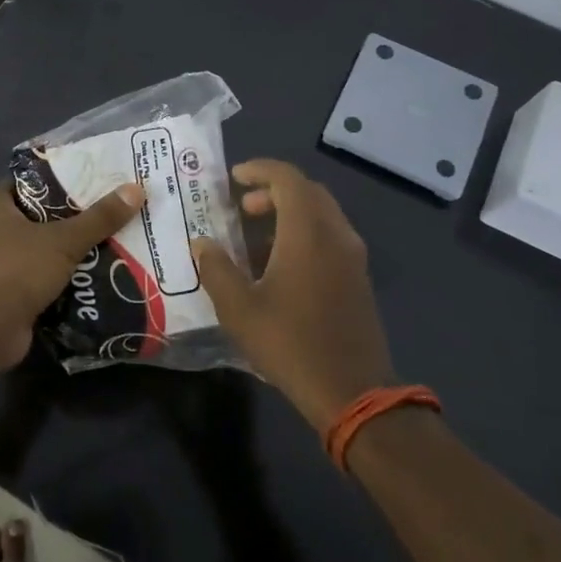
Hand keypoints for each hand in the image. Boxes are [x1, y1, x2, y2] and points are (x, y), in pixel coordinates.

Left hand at [0, 180, 143, 369]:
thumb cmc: (18, 271)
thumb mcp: (64, 240)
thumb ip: (100, 217)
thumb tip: (137, 189)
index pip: (30, 181)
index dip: (62, 177)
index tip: (95, 177)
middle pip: (39, 214)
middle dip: (73, 215)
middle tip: (110, 207)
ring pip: (41, 245)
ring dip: (70, 246)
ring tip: (111, 237)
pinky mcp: (5, 290)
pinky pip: (39, 272)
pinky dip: (62, 273)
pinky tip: (96, 270)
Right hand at [193, 160, 398, 430]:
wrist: (353, 392)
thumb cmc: (290, 344)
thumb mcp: (239, 309)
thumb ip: (216, 269)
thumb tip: (202, 244)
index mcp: (308, 233)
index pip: (288, 179)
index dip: (260, 170)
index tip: (234, 177)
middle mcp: (335, 235)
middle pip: (308, 192)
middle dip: (273, 190)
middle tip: (242, 208)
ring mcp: (353, 257)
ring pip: (322, 214)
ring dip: (290, 212)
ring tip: (256, 236)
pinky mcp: (359, 278)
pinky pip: (330, 236)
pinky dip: (305, 233)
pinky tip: (280, 264)